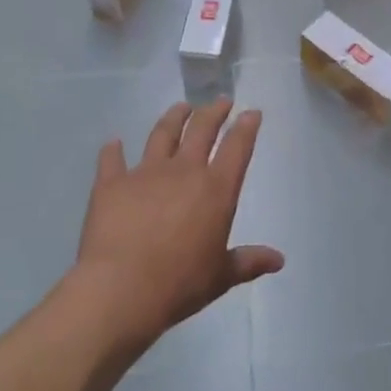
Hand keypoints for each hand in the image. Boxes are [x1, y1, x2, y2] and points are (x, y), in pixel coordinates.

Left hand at [72, 99, 282, 351]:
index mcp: (215, 190)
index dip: (246, 127)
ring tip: (181, 107)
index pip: (237, 148)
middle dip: (214, 112)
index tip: (251, 112)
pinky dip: (113, 150)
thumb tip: (279, 259)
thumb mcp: (221, 277)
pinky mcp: (112, 183)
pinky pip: (112, 159)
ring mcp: (145, 173)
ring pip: (162, 134)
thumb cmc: (180, 284)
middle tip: (220, 101)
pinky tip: (113, 143)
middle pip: (202, 130)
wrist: (121, 289)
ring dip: (174, 117)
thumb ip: (248, 262)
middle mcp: (183, 171)